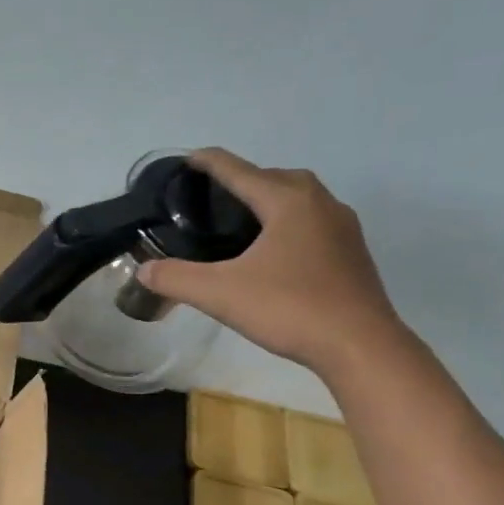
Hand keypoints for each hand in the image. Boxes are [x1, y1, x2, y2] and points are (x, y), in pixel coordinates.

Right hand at [136, 149, 407, 377]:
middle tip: (211, 199)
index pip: (240, 171)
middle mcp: (319, 202)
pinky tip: (273, 250)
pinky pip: (312, 221)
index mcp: (287, 201)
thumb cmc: (289, 308)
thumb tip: (143, 270)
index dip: (210, 163)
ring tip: (240, 222)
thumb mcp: (220, 294)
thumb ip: (176, 278)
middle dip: (242, 180)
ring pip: (298, 198)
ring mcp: (341, 227)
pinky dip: (287, 223)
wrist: (360, 345)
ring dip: (269, 200)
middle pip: (273, 177)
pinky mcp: (351, 252)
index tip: (188, 159)